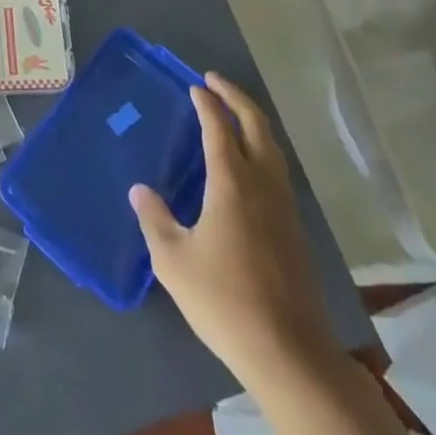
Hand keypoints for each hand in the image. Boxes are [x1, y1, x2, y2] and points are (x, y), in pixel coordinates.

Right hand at [130, 73, 338, 386]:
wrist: (289, 352)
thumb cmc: (224, 300)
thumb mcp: (173, 261)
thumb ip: (155, 220)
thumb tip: (140, 191)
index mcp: (232, 182)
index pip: (219, 128)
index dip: (207, 103)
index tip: (195, 86)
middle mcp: (263, 184)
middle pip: (256, 125)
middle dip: (235, 97)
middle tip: (214, 81)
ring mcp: (284, 206)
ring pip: (272, 147)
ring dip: (252, 121)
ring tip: (232, 114)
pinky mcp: (295, 229)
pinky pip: (277, 170)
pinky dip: (262, 149)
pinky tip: (249, 166)